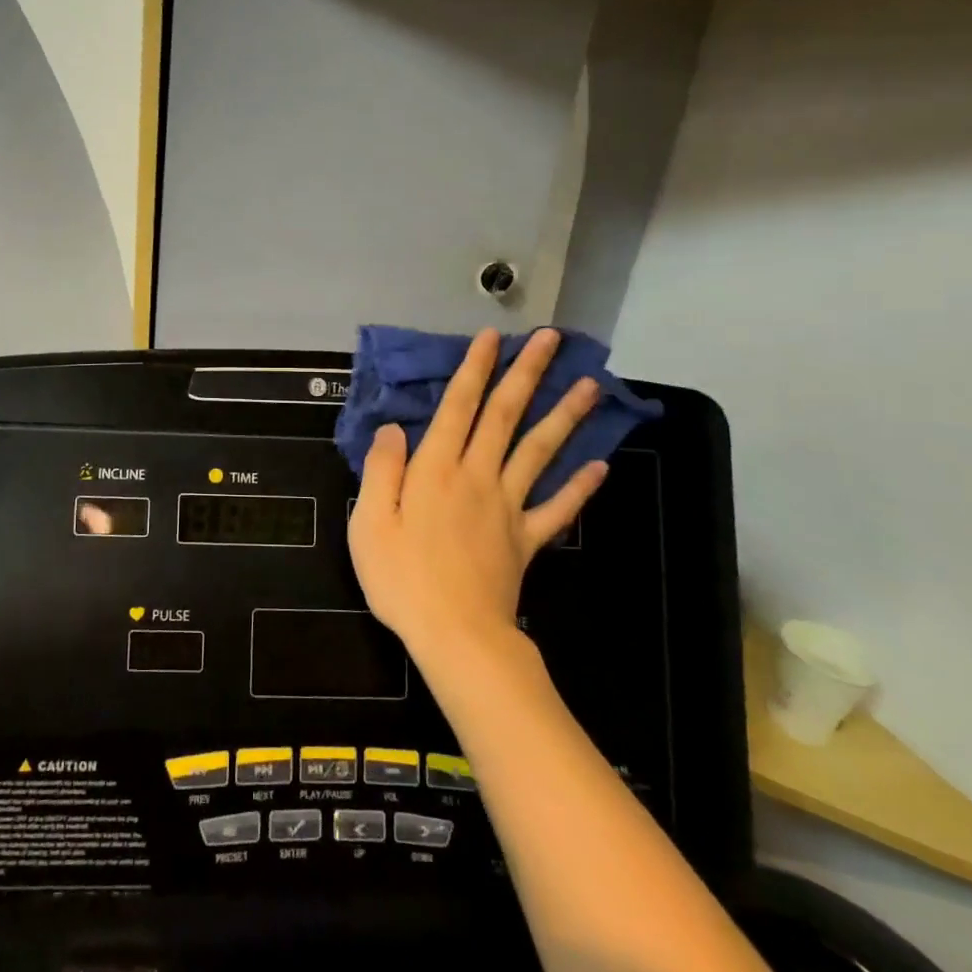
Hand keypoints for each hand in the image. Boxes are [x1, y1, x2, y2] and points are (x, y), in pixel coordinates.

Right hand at [348, 329, 606, 665]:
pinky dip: (580, 488)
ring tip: (591, 385)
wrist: (455, 635)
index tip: (493, 336)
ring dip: (564, 416)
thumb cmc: (401, 577)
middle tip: (553, 340)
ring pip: (539, 452)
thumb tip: (394, 428)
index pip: (458, 407)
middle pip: (506, 417)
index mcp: (436, 469)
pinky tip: (601, 467)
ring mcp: (507, 507)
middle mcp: (477, 476)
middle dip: (527, 374)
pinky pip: (557, 509)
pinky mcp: (525, 539)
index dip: (476, 369)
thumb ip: (382, 469)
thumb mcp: (369, 521)